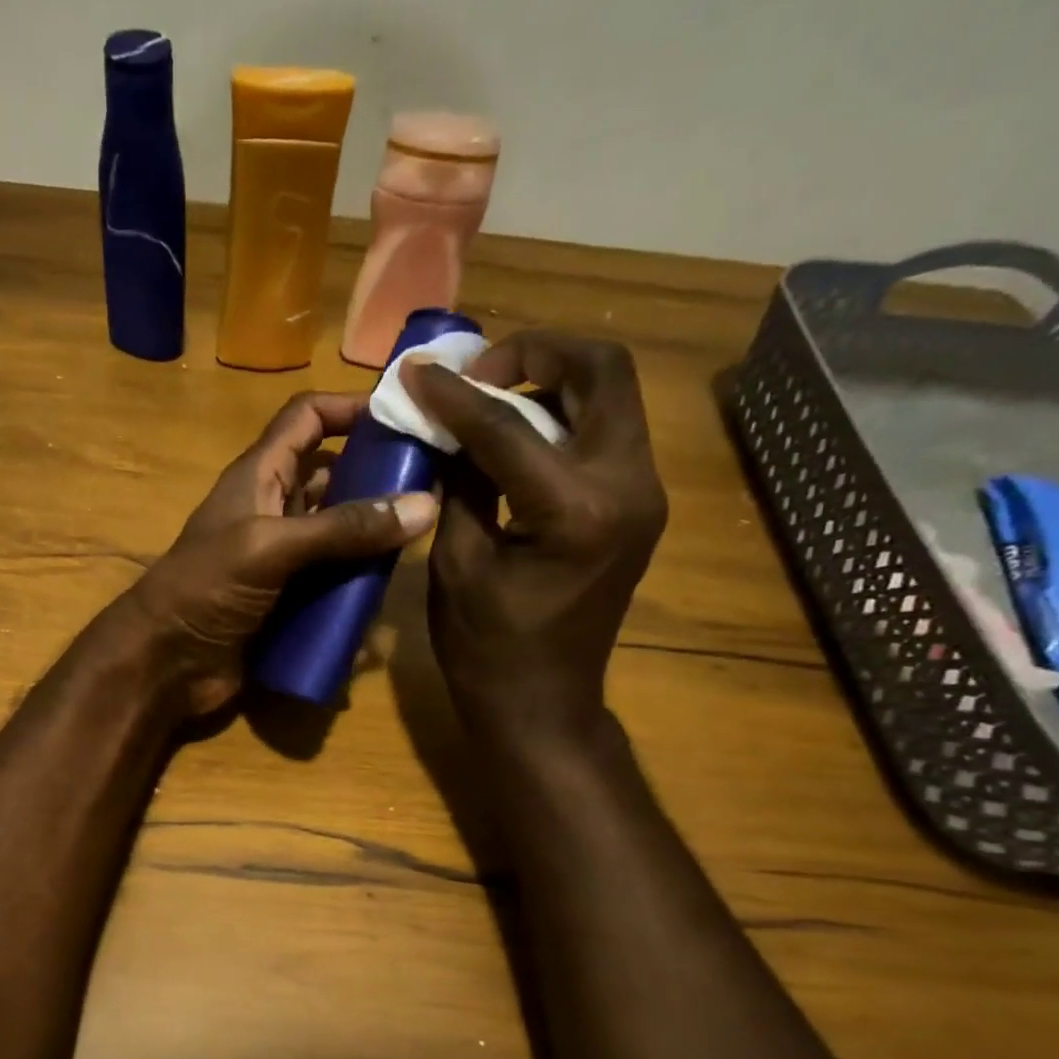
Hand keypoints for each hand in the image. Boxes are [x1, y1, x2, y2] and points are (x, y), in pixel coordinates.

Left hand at [126, 391, 438, 715]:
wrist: (166, 663)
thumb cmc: (206, 588)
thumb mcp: (272, 547)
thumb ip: (343, 528)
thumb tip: (425, 505)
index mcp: (260, 476)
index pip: (307, 418)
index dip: (350, 408)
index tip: (407, 414)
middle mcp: (275, 509)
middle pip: (333, 476)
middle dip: (378, 477)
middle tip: (437, 485)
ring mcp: (283, 557)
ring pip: (339, 533)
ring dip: (373, 537)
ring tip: (425, 538)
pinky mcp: (289, 599)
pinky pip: (333, 582)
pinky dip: (358, 585)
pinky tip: (389, 593)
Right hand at [405, 332, 665, 743]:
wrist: (543, 705)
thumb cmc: (486, 650)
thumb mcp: (456, 563)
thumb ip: (459, 482)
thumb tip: (448, 427)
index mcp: (575, 511)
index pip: (509, 424)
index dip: (455, 394)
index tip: (415, 371)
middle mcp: (628, 487)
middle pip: (601, 371)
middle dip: (534, 354)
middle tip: (477, 373)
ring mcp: (643, 494)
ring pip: (611, 394)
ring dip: (551, 380)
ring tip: (490, 398)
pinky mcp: (638, 505)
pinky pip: (605, 432)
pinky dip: (561, 415)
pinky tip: (515, 434)